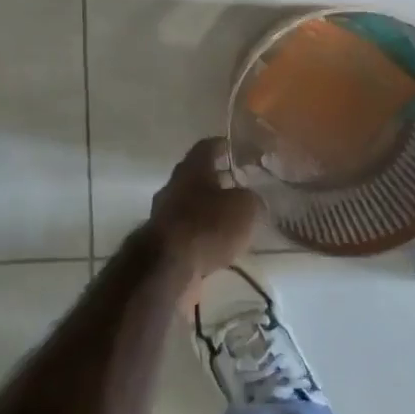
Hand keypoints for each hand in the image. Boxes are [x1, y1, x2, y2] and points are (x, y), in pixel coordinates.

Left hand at [148, 137, 262, 279]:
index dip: (222, 145)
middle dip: (216, 180)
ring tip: (233, 219)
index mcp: (191, 169)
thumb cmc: (208, 225)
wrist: (168, 268)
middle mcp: (173, 187)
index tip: (234, 147)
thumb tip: (252, 200)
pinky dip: (202, 235)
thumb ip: (252, 199)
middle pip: (196, 177)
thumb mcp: (245, 208)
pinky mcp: (162, 244)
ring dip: (209, 210)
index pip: (206, 147)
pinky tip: (219, 245)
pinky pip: (188, 232)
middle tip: (239, 185)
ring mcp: (164, 216)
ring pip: (191, 206)